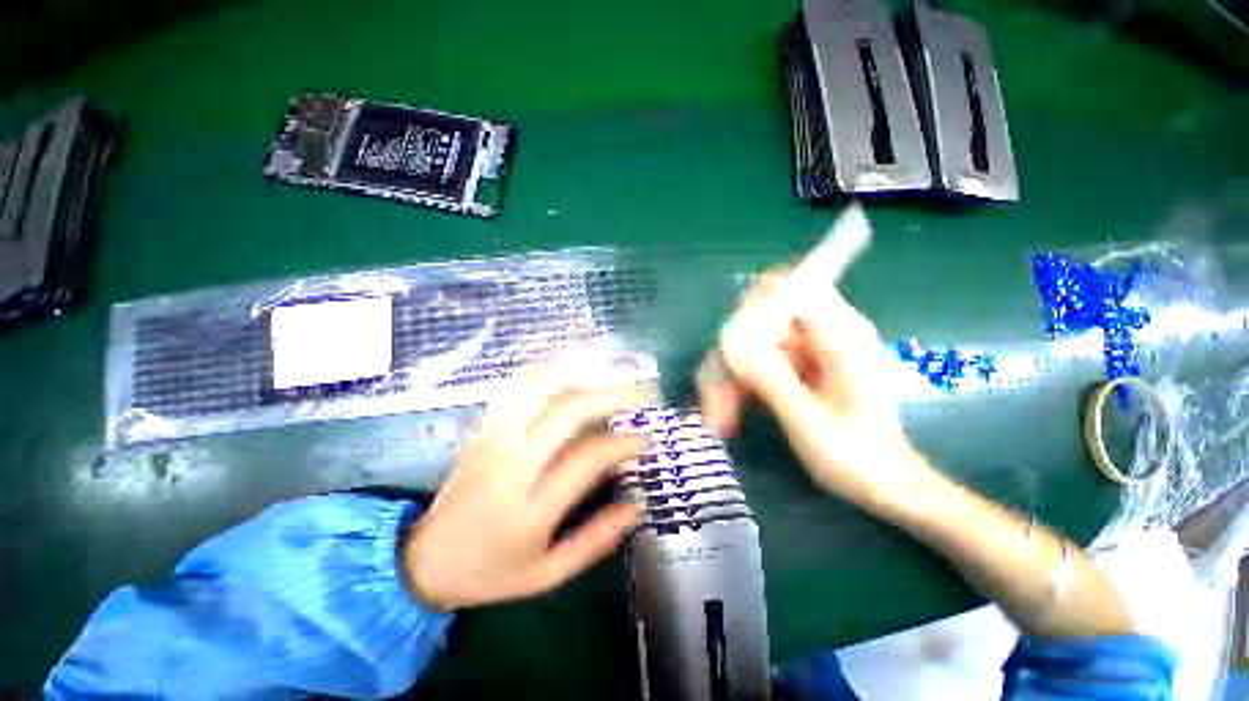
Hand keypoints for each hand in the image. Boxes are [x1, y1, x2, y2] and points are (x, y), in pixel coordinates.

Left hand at [402, 359, 654, 610]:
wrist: (424, 561)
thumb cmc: (490, 572)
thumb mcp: (547, 574)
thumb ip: (594, 541)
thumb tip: (637, 506)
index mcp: (530, 506)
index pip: (588, 458)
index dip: (624, 443)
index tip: (647, 438)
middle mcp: (511, 463)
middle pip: (568, 411)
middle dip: (612, 396)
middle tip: (642, 392)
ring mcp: (493, 438)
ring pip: (539, 386)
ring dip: (579, 369)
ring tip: (611, 362)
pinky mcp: (483, 427)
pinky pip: (517, 386)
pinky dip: (547, 368)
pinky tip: (569, 361)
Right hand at [698, 272, 923, 504]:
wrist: (882, 483)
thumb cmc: (857, 459)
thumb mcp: (810, 421)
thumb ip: (772, 377)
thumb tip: (729, 341)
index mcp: (839, 334)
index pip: (788, 287)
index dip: (752, 308)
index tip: (732, 349)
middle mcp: (819, 332)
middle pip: (757, 319)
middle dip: (730, 358)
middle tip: (716, 403)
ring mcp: (803, 349)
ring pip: (747, 344)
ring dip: (726, 378)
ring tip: (718, 420)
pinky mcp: (793, 365)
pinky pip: (753, 362)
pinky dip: (735, 386)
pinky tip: (726, 415)